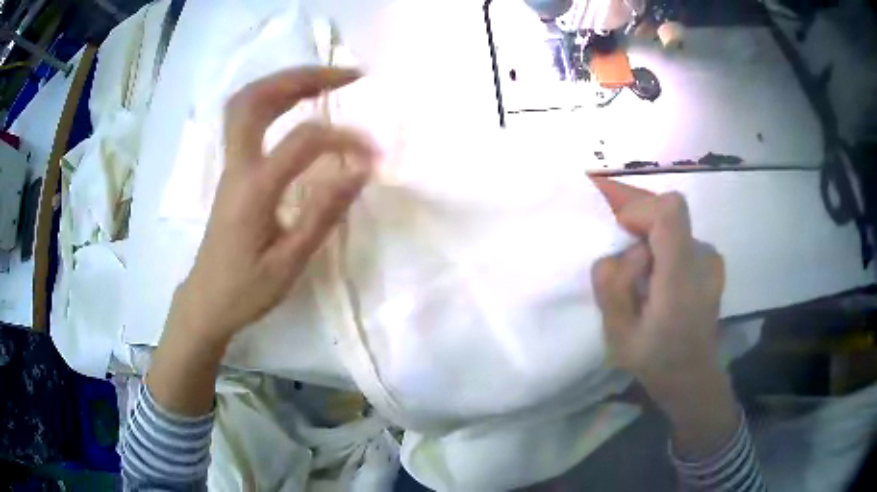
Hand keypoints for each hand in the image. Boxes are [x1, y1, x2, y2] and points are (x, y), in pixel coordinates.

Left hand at [173, 67, 378, 344]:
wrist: (206, 300)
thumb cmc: (246, 289)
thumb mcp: (289, 263)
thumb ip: (323, 213)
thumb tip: (360, 169)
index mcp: (253, 190)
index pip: (303, 141)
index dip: (343, 139)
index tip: (371, 154)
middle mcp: (237, 166)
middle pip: (257, 98)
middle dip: (303, 76)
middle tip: (345, 75)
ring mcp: (230, 164)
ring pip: (247, 101)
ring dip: (286, 81)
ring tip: (326, 80)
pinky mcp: (232, 169)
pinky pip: (246, 116)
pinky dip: (274, 97)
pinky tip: (297, 102)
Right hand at [591, 177, 736, 456]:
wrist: (693, 377)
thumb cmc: (655, 362)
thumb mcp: (617, 335)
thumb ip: (611, 286)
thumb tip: (617, 252)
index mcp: (680, 281)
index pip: (670, 212)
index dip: (639, 207)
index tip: (619, 229)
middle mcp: (703, 260)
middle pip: (668, 212)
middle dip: (637, 221)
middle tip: (618, 248)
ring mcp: (711, 260)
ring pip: (672, 225)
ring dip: (648, 237)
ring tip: (639, 274)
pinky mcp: (712, 261)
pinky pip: (680, 236)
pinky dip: (661, 244)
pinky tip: (655, 275)